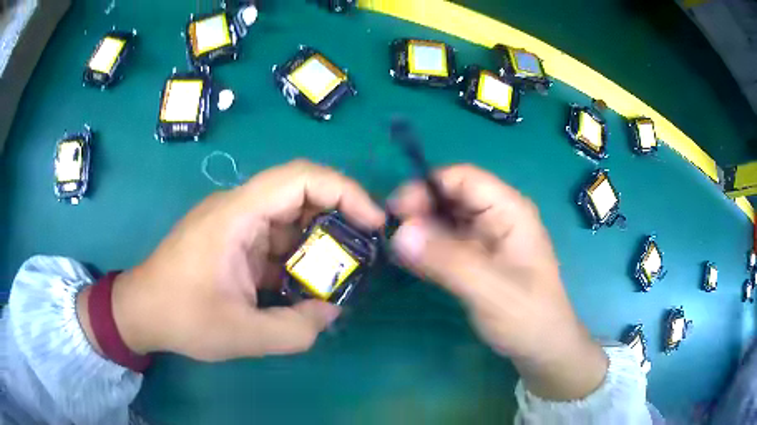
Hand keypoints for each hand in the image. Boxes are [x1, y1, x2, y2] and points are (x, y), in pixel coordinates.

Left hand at [78, 160, 384, 361]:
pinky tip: (304, 288)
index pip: (300, 177)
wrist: (141, 312)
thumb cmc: (182, 317)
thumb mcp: (243, 335)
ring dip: (316, 246)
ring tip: (338, 279)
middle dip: (337, 222)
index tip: (373, 222)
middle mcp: (238, 209)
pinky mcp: (232, 242)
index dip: (345, 191)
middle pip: (300, 195)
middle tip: (361, 257)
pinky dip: (295, 260)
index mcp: (237, 215)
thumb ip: (296, 329)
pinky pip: (274, 241)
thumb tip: (331, 312)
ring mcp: (234, 225)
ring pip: (289, 221)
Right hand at [390, 164, 606, 400]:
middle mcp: (496, 216)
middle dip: (419, 207)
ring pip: (444, 218)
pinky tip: (406, 259)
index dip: (427, 186)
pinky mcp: (475, 257)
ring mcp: (485, 237)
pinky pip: (444, 242)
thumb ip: (447, 262)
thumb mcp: (490, 291)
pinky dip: (424, 247)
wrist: (542, 348)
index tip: (396, 210)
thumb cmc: (527, 317)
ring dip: (418, 228)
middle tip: (391, 233)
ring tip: (393, 247)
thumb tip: (399, 233)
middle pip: (450, 195)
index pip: (463, 178)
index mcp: (509, 210)